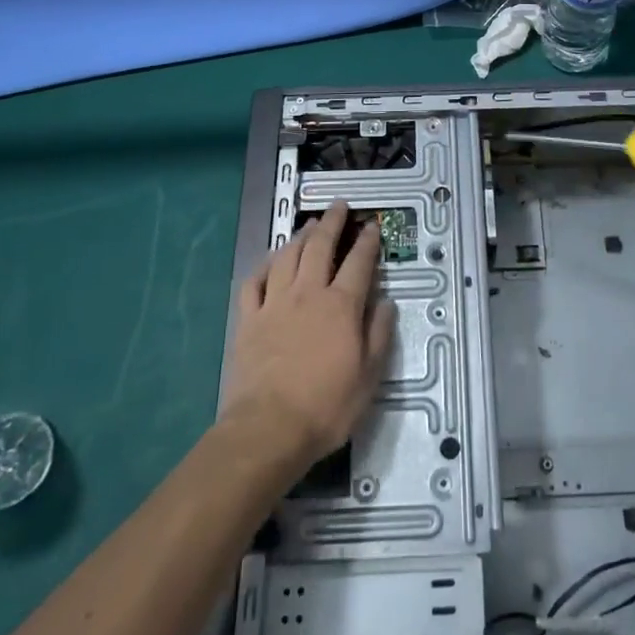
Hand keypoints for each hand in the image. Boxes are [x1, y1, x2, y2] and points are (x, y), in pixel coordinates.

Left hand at [221, 201, 397, 469]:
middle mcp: (308, 294)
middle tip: (338, 206)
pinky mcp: (249, 319)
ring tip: (309, 226)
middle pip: (320, 247)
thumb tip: (385, 302)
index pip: (358, 262)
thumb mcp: (369, 376)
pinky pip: (255, 282)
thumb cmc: (327, 406)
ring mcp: (275, 304)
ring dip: (300, 237)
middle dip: (332, 223)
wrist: (269, 428)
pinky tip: (271, 261)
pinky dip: (265, 265)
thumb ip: (379, 334)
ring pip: (287, 257)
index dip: (367, 241)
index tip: (372, 225)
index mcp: (341, 306)